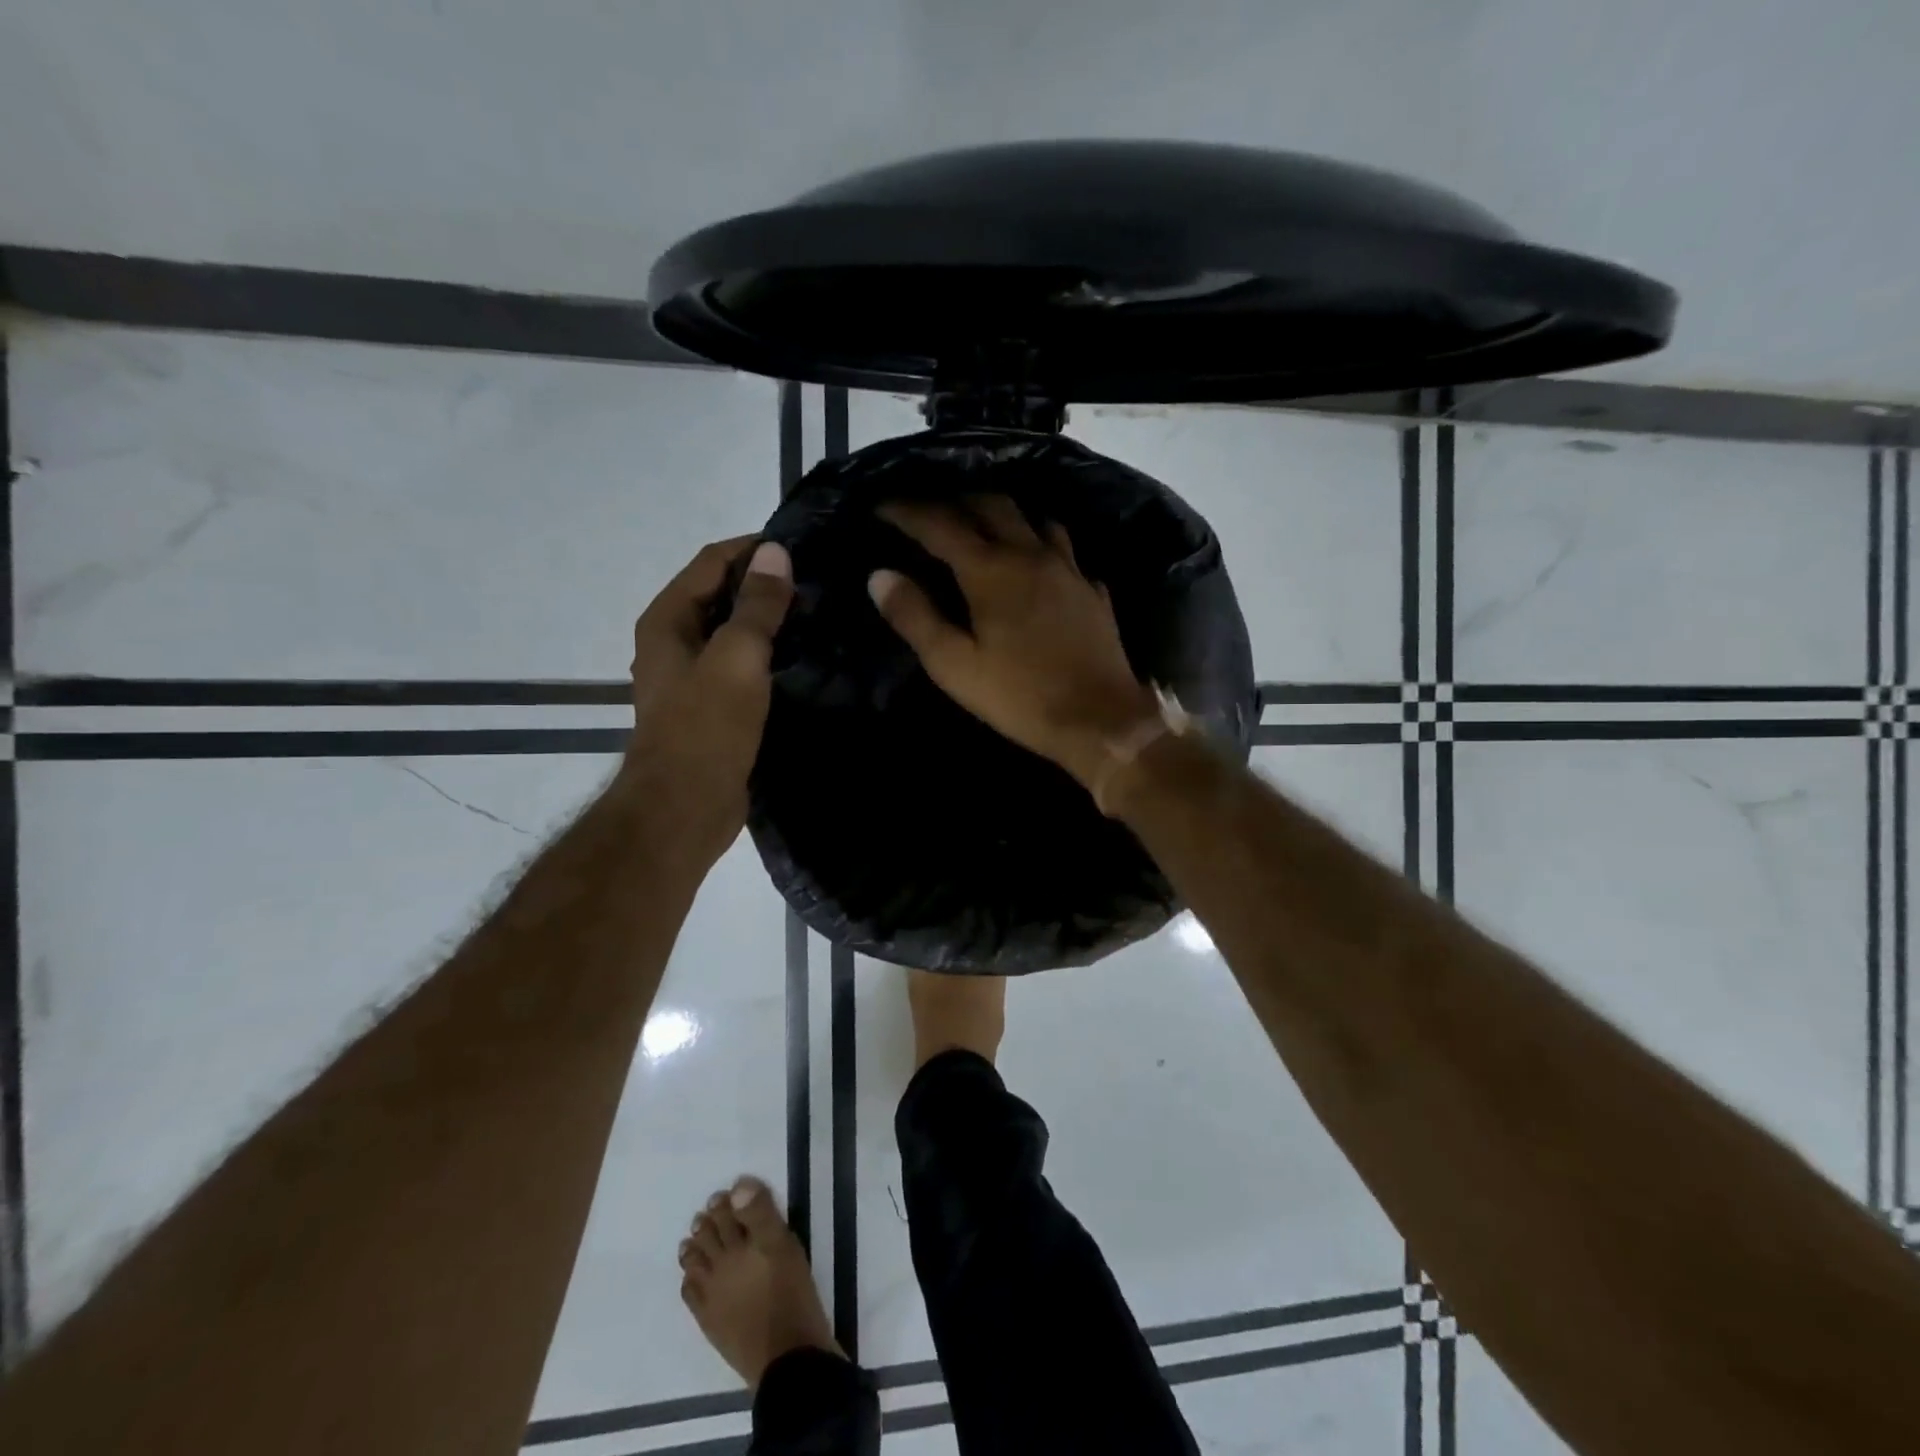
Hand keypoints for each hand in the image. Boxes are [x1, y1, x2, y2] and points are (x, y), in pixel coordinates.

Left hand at [622, 535, 793, 866]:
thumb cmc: (706, 728)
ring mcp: (692, 676)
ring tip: (820, 614)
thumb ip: (756, 606)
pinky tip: (804, 658)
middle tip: (820, 581)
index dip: (752, 548)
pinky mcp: (712, 706)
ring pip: (733, 632)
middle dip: (764, 583)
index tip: (802, 546)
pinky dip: (769, 654)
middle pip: (720, 594)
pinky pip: (742, 665)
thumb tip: (775, 553)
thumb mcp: (736, 659)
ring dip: (769, 620)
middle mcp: (674, 641)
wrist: (685, 808)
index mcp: (668, 621)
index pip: (711, 562)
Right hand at [869, 497, 1157, 788]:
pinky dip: (1041, 545)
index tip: (882, 505)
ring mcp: (1069, 569)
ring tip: (983, 525)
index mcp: (991, 570)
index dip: (907, 510)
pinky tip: (1037, 563)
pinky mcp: (1092, 590)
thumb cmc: (1019, 696)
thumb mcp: (954, 665)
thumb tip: (879, 575)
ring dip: (1003, 514)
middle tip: (931, 511)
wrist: (1100, 721)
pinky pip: (1064, 551)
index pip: (940, 524)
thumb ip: (915, 617)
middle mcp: (1031, 554)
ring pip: (1033, 519)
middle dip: (955, 501)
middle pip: (991, 505)